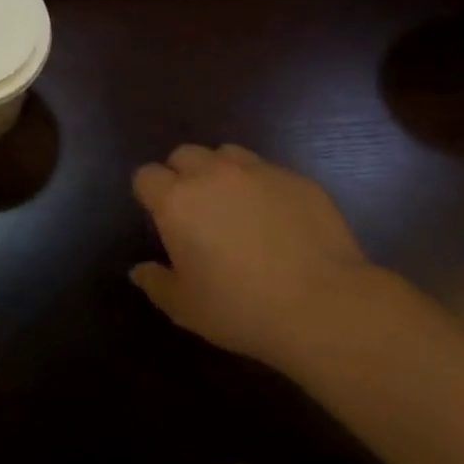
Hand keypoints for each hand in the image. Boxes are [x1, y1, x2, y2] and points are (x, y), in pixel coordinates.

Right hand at [130, 144, 377, 378]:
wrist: (324, 306)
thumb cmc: (242, 309)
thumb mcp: (186, 308)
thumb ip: (156, 283)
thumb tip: (139, 270)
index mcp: (177, 201)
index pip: (146, 175)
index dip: (150, 193)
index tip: (161, 218)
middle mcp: (212, 173)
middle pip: (184, 154)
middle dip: (183, 175)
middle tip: (197, 212)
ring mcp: (258, 170)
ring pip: (226, 154)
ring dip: (221, 173)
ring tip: (235, 206)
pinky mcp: (295, 177)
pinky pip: (267, 170)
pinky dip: (261, 186)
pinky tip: (276, 219)